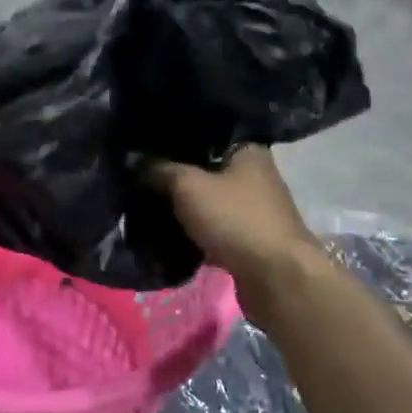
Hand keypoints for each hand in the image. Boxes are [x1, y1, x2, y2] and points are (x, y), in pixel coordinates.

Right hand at [145, 146, 321, 285]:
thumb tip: (133, 160)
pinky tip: (167, 230)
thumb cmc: (236, 219)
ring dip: (184, 204)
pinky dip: (194, 230)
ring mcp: (253, 210)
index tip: (143, 142)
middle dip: (175, 173)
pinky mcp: (248, 241)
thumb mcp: (188, 186)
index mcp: (247, 150)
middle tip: (138, 173)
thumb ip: (159, 170)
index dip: (174, 136)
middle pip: (205, 167)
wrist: (277, 280)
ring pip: (208, 200)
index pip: (205, 132)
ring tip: (147, 201)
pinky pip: (213, 228)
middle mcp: (254, 175)